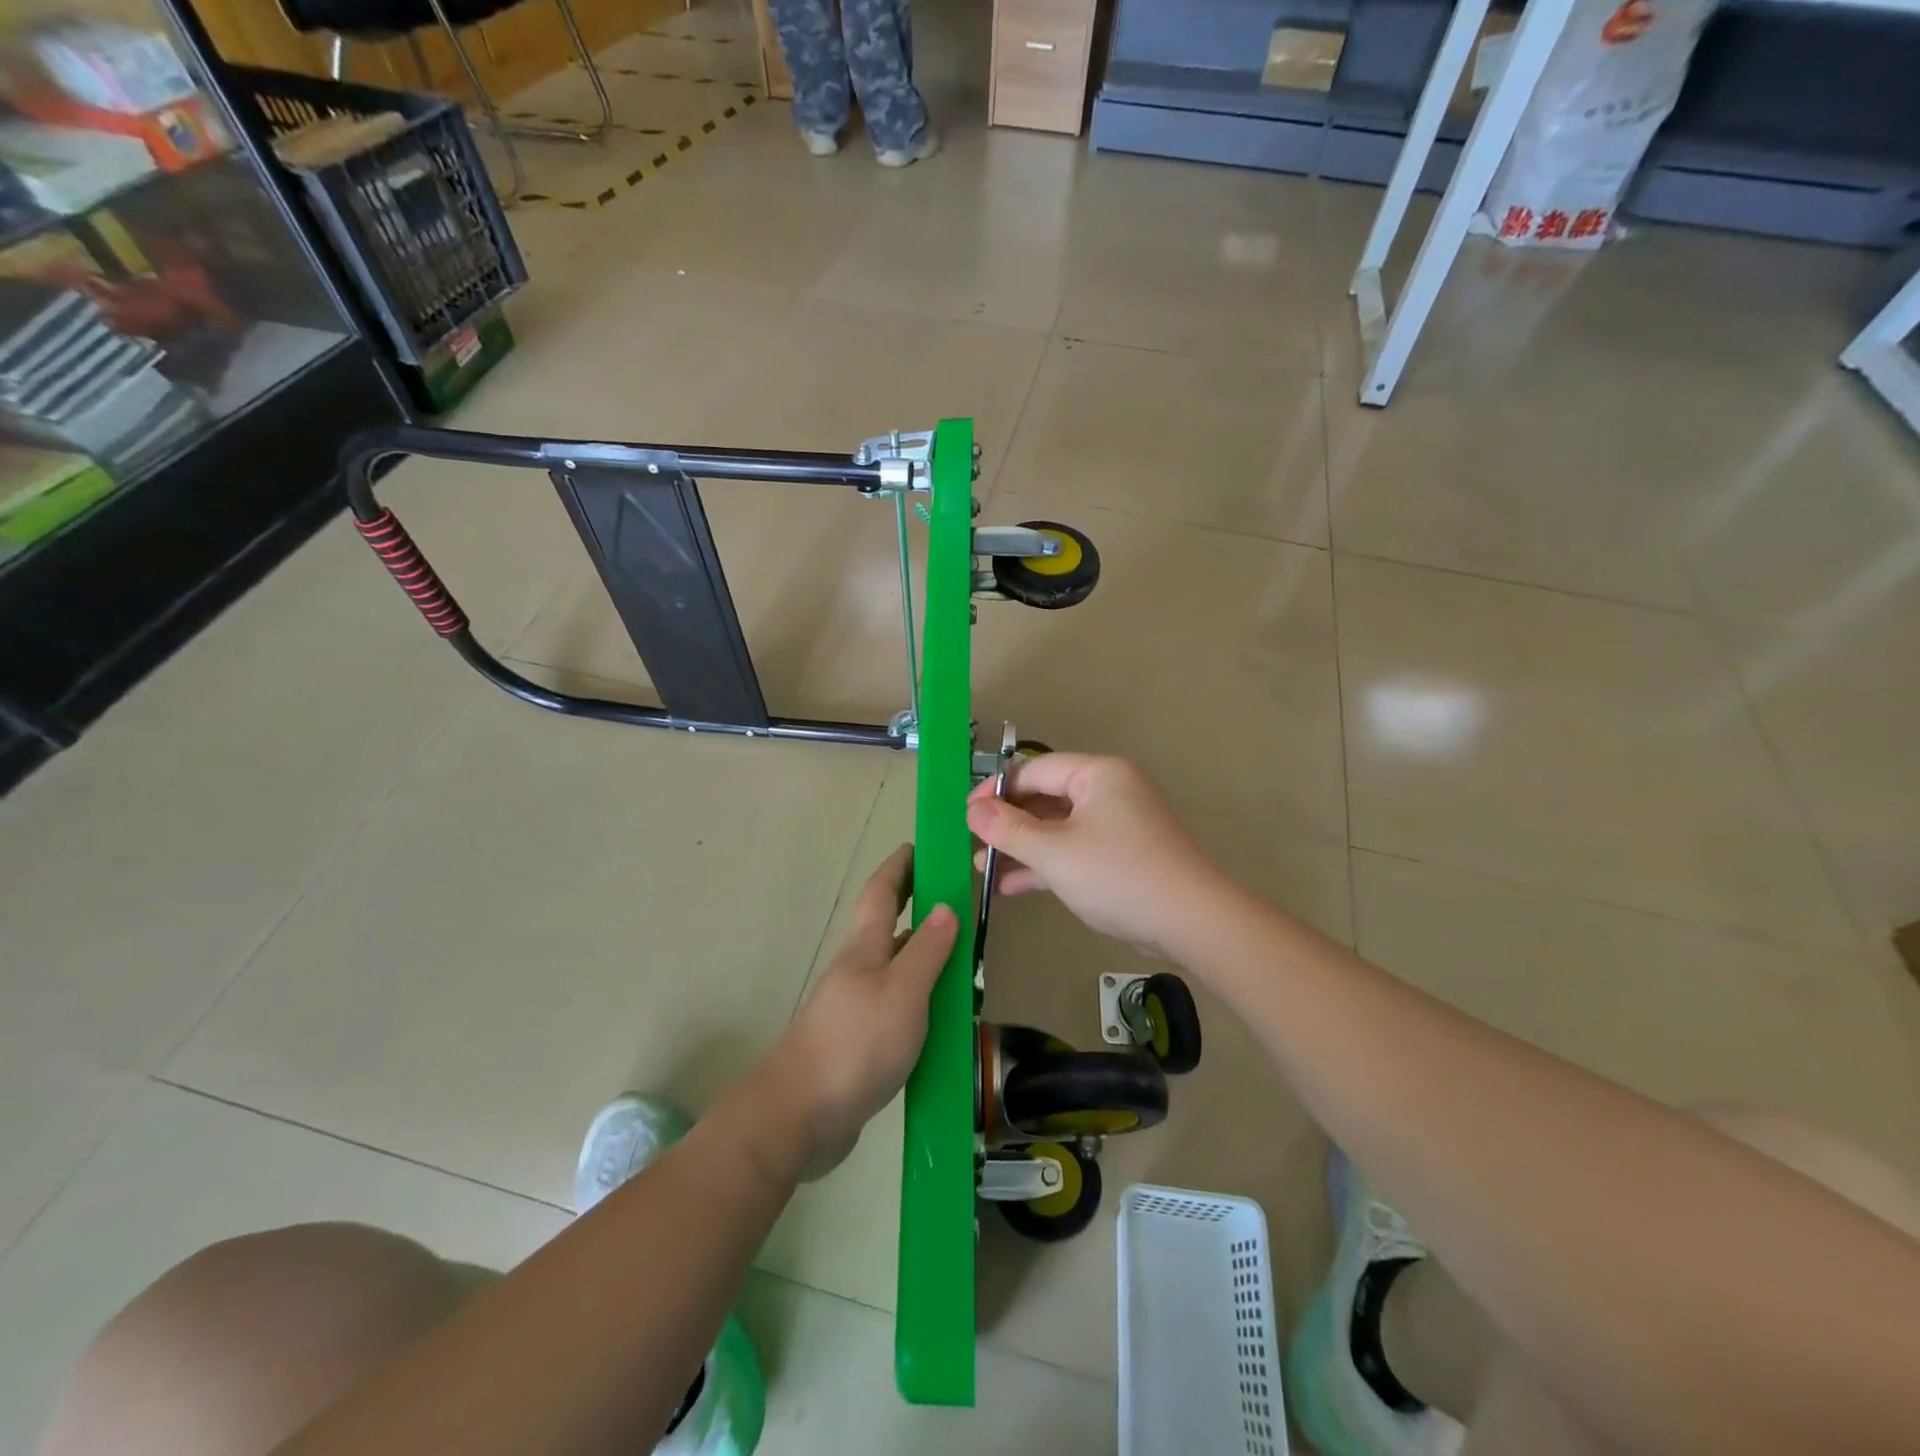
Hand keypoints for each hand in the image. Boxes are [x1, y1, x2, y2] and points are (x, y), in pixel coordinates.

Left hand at [764, 845, 956, 1178]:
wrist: (800, 1116)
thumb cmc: (855, 1044)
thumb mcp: (903, 992)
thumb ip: (927, 951)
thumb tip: (946, 906)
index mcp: (865, 948)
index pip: (882, 892)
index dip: (900, 866)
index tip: (921, 846)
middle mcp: (858, 970)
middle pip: (889, 927)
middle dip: (917, 906)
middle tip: (956, 900)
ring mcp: (856, 1006)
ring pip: (897, 969)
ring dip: (926, 957)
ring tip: (965, 959)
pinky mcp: (859, 1042)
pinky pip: (898, 1006)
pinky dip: (923, 999)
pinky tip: (944, 1017)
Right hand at [966, 754, 1229, 962]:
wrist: (1192, 923)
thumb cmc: (1118, 875)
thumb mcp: (1055, 852)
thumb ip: (1008, 829)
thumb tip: (972, 810)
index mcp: (1098, 774)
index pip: (1034, 770)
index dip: (996, 790)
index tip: (966, 816)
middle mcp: (1109, 791)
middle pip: (1045, 798)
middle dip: (1007, 823)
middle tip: (972, 845)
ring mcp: (1117, 825)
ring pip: (1057, 827)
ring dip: (1021, 847)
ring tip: (981, 869)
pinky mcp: (1121, 856)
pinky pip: (1074, 849)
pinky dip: (1046, 864)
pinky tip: (1011, 886)